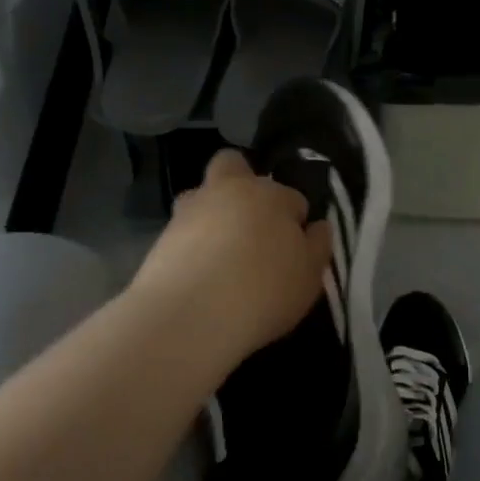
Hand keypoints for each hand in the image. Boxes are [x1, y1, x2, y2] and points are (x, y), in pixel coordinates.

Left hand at [127, 149, 331, 362]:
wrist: (191, 315)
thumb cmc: (264, 291)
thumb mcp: (310, 276)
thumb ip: (317, 246)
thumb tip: (317, 226)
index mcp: (271, 195)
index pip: (293, 198)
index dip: (296, 221)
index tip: (295, 248)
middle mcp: (229, 191)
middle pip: (234, 165)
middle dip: (243, 182)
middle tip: (252, 222)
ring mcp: (191, 210)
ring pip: (202, 194)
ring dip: (213, 211)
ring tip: (220, 251)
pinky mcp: (162, 235)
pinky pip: (183, 229)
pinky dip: (192, 241)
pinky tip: (200, 270)